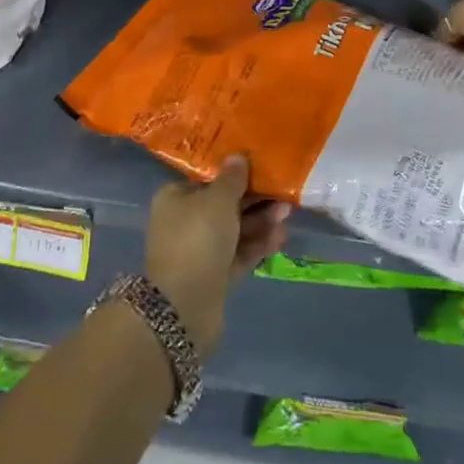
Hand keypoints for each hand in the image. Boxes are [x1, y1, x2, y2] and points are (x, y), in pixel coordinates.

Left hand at [144, 156, 288, 354]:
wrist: (185, 306)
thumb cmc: (198, 239)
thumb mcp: (217, 200)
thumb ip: (231, 179)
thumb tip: (236, 157)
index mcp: (176, 198)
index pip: (207, 179)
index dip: (234, 173)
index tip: (260, 167)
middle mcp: (185, 221)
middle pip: (224, 205)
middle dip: (254, 199)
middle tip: (283, 193)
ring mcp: (199, 251)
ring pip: (235, 230)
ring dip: (260, 221)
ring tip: (287, 213)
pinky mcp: (214, 275)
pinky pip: (239, 253)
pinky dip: (258, 244)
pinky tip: (281, 237)